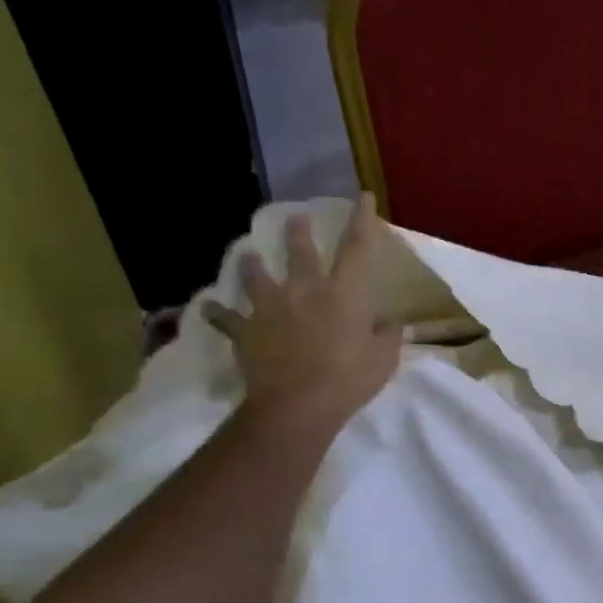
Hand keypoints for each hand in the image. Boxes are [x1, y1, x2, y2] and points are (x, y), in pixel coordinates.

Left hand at [204, 194, 401, 433]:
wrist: (297, 406)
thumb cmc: (348, 380)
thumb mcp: (384, 359)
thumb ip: (389, 336)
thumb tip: (393, 322)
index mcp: (344, 293)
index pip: (356, 247)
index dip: (361, 219)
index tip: (361, 196)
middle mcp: (305, 290)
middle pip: (300, 251)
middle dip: (298, 231)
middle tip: (295, 218)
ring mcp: (271, 308)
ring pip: (256, 275)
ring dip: (252, 264)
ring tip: (248, 255)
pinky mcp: (246, 330)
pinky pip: (227, 318)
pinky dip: (218, 312)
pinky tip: (208, 306)